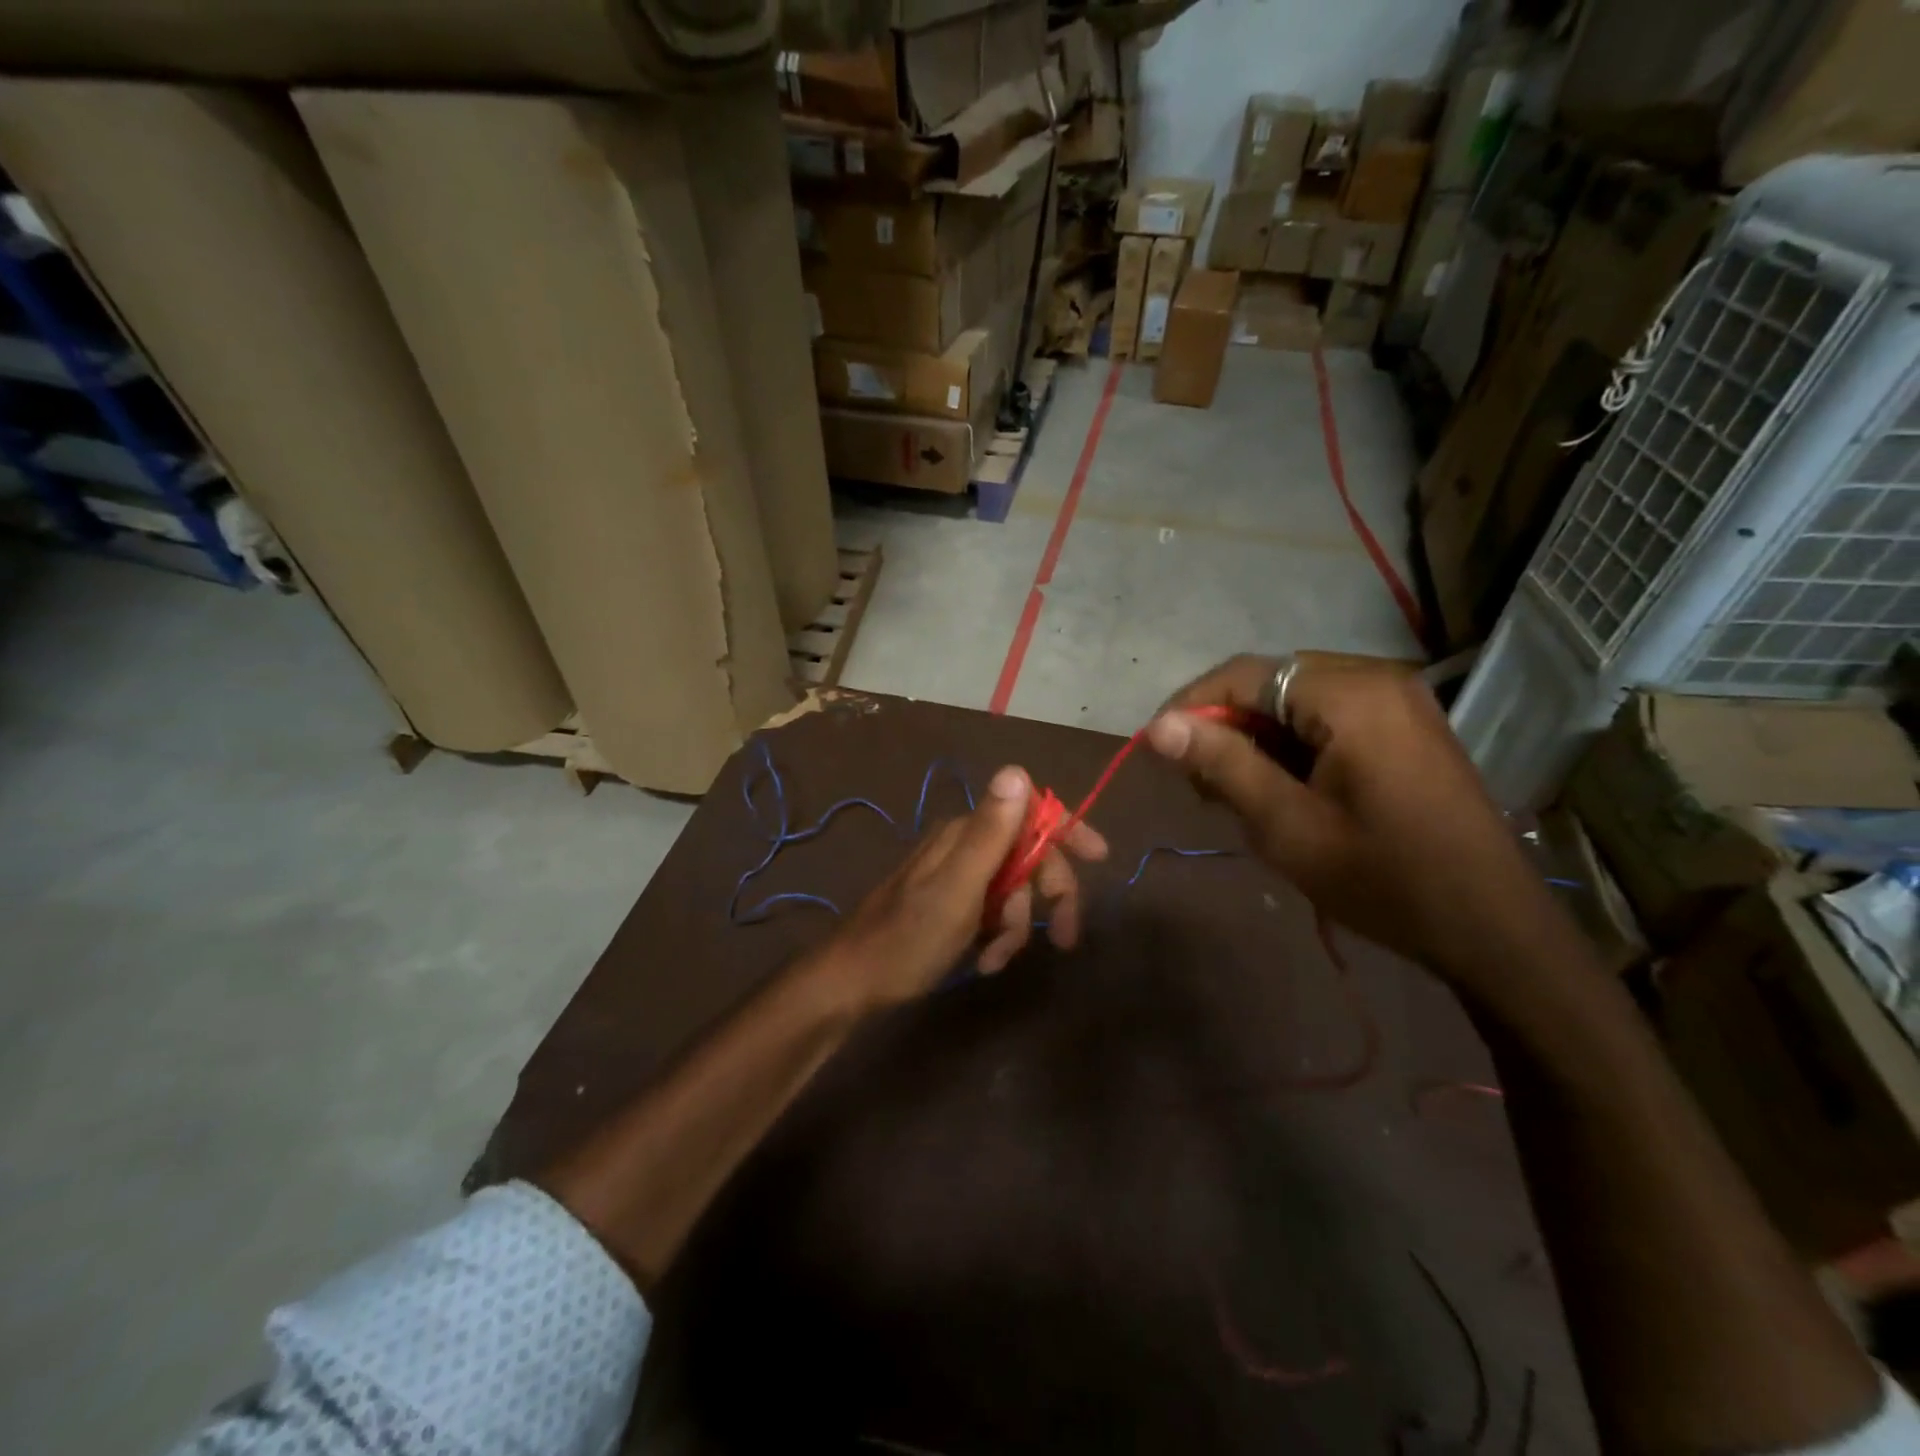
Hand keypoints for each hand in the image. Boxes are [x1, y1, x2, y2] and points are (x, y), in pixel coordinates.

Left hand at [813, 765, 1108, 1009]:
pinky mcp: (951, 904)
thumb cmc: (908, 938)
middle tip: (1064, 938)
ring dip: (1017, 928)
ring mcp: (957, 876)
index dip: (1067, 831)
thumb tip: (1018, 770)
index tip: (1100, 858)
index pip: (1030, 814)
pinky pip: (993, 912)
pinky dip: (998, 937)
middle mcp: (964, 845)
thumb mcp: (958, 888)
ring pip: (1014, 891)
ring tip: (995, 960)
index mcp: (966, 833)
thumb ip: (991, 833)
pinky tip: (983, 961)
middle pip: (1028, 857)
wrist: (853, 982)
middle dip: (1048, 897)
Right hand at [1147, 655, 1568, 987]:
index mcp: (1350, 695)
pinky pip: (1329, 716)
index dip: (1191, 704)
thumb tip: (1159, 725)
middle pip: (1271, 681)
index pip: (1245, 673)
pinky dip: (1292, 744)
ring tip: (1235, 792)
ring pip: (1297, 700)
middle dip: (1225, 724)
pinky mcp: (1407, 728)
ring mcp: (1399, 702)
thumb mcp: (1287, 826)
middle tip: (1199, 782)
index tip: (1156, 747)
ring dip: (1257, 736)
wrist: (1492, 929)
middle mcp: (1377, 680)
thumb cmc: (1383, 878)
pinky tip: (1281, 788)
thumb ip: (1222, 764)